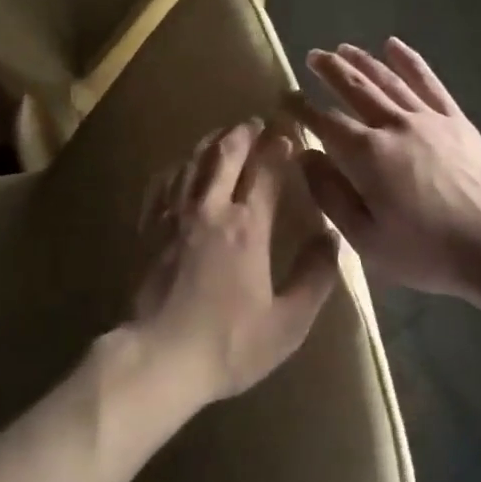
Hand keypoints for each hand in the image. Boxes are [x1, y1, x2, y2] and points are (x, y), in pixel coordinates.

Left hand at [133, 120, 339, 402]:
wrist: (158, 359)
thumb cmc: (228, 344)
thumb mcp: (288, 323)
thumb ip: (315, 277)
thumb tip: (332, 238)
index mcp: (247, 227)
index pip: (266, 172)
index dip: (278, 149)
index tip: (288, 135)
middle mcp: (209, 209)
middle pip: (225, 155)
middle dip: (242, 134)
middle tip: (254, 122)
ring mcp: (173, 216)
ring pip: (192, 163)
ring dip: (210, 143)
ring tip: (222, 134)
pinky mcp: (149, 229)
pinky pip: (162, 184)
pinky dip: (176, 167)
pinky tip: (180, 167)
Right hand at [287, 40, 480, 297]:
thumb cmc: (426, 252)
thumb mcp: (366, 239)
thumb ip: (331, 195)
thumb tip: (306, 156)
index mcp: (367, 155)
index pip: (326, 122)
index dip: (303, 108)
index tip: (287, 96)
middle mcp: (394, 125)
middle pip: (355, 89)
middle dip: (330, 70)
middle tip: (313, 56)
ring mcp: (428, 119)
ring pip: (388, 80)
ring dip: (363, 61)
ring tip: (344, 49)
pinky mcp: (456, 120)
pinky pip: (429, 83)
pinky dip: (409, 62)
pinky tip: (394, 46)